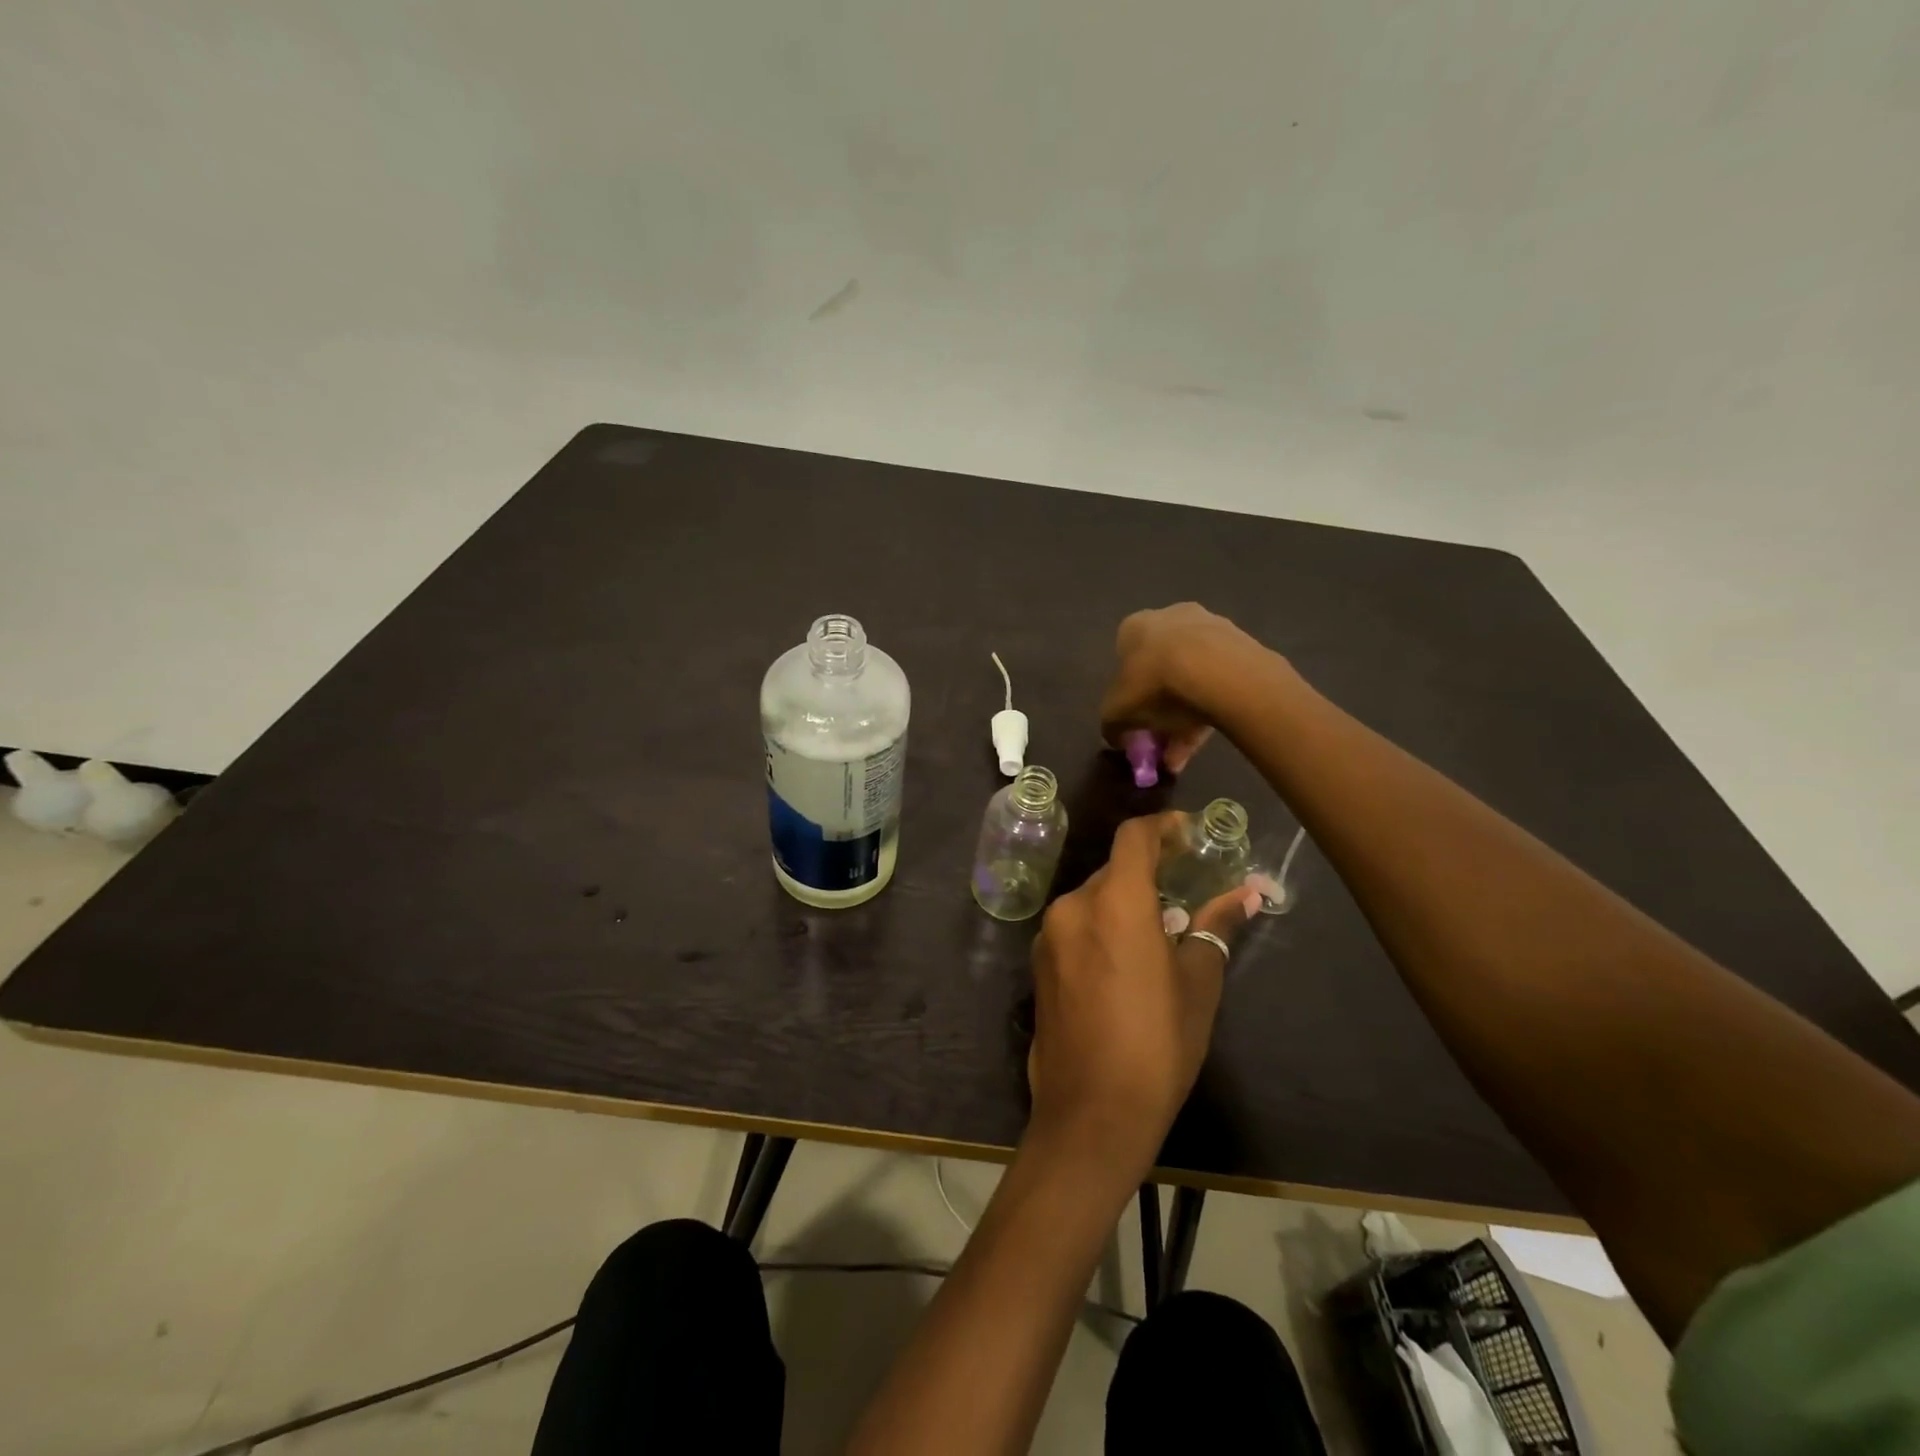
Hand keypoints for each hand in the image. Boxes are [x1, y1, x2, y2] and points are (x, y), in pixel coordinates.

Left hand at [1026, 812, 1262, 1178]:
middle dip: (1148, 872)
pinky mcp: (1038, 962)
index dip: (1162, 828)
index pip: (1134, 838)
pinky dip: (1101, 926)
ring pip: (1093, 898)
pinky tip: (1124, 961)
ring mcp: (1049, 935)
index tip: (1187, 835)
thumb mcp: (1198, 984)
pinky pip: (1075, 926)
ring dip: (1124, 902)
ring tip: (1159, 932)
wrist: (1091, 1112)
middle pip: (1114, 869)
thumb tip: (1248, 894)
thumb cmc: (1157, 1044)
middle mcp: (1073, 906)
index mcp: (1115, 902)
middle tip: (1184, 891)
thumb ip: (1216, 927)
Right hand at [1099, 604, 1275, 772]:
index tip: (1135, 718)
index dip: (1128, 693)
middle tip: (1161, 738)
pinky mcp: (1241, 645)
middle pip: (1161, 668)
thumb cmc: (1155, 683)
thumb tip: (1116, 736)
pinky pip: (1219, 682)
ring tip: (1184, 751)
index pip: (1125, 660)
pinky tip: (1205, 738)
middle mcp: (1170, 617)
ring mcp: (1210, 627)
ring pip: (1192, 678)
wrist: (1217, 670)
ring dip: (1185, 714)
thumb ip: (1112, 725)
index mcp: (1134, 626)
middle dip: (1160, 708)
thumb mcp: (1118, 712)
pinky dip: (1210, 709)